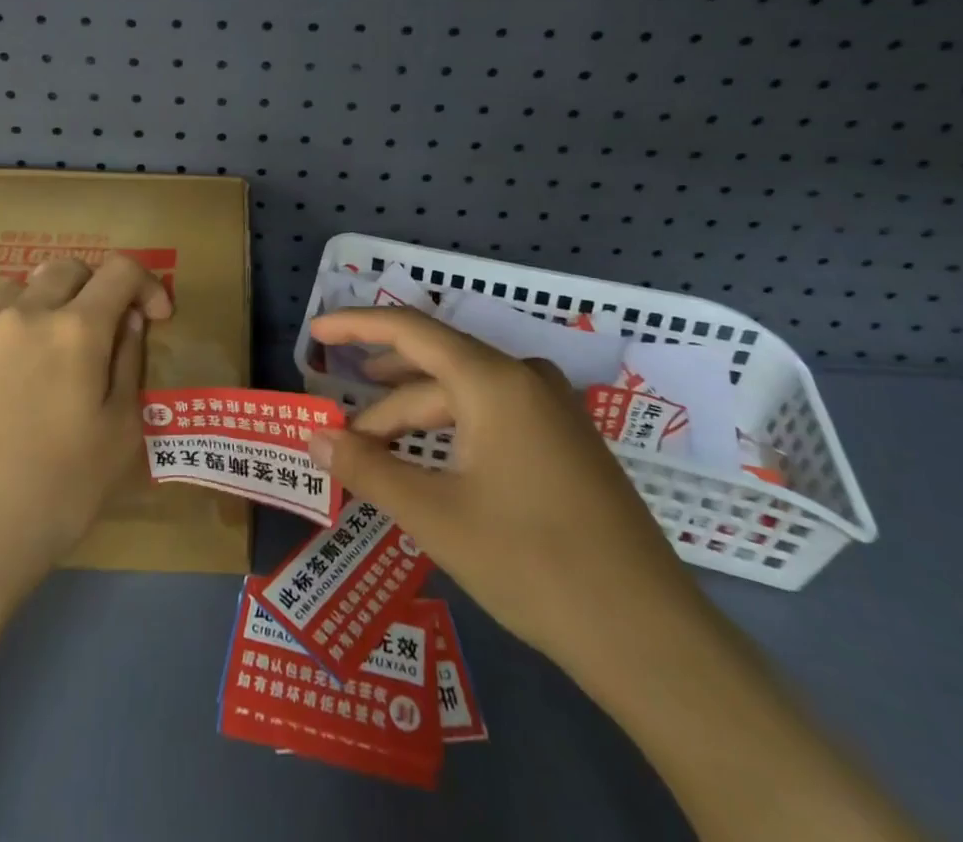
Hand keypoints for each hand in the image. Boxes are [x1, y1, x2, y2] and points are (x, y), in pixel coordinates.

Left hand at [0, 254, 172, 603]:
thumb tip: (128, 322)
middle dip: (92, 289)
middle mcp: (21, 314)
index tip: (152, 317)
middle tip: (96, 332)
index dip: (146, 284)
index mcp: (75, 330)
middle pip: (65, 269)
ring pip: (12, 289)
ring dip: (38, 307)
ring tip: (37, 354)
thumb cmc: (53, 496)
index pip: (121, 271)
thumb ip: (130, 365)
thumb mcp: (119, 437)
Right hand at [306, 306, 699, 666]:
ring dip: (414, 420)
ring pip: (463, 397)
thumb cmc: (532, 563)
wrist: (649, 637)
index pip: (409, 330)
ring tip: (374, 449)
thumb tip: (314, 439)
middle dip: (382, 400)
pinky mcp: (566, 443)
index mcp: (494, 380)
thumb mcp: (435, 515)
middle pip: (434, 371)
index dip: (356, 326)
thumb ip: (368, 468)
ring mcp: (552, 410)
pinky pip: (492, 417)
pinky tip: (431, 464)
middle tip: (339, 431)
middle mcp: (524, 379)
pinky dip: (450, 433)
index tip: (315, 333)